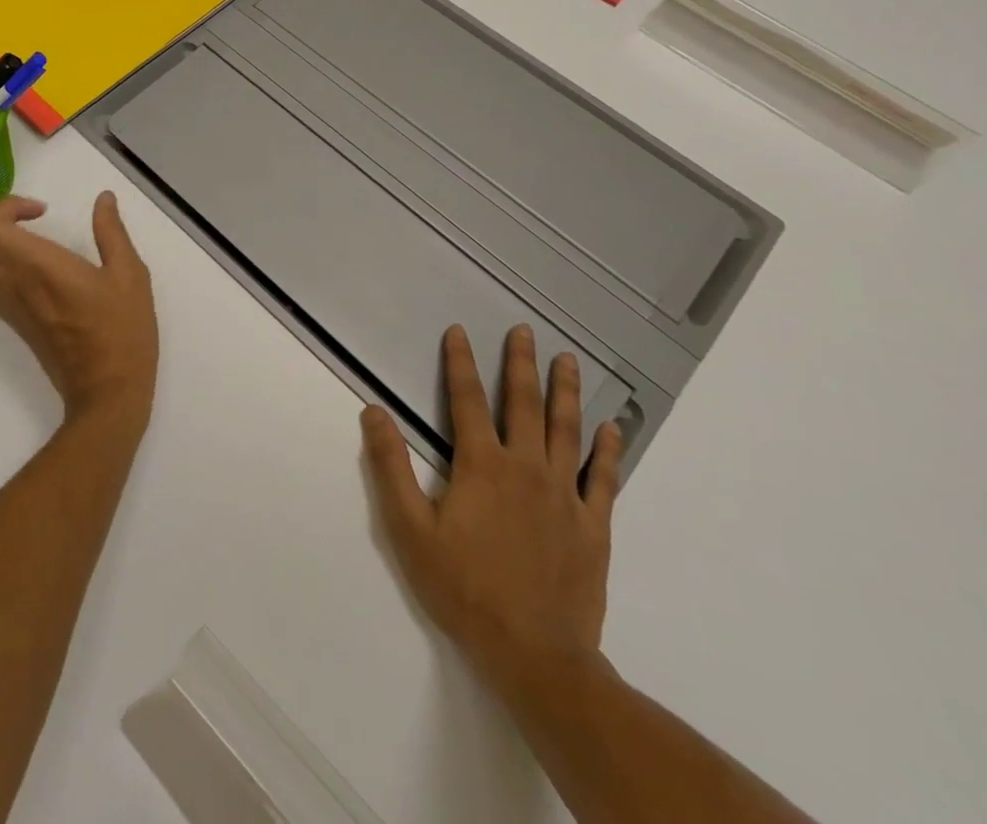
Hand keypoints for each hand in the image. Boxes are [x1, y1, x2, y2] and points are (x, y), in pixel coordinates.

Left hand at [0, 192, 157, 428]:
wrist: (107, 393)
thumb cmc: (122, 332)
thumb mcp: (130, 275)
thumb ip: (112, 232)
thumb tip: (103, 199)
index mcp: (39, 267)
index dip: (5, 206)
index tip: (41, 210)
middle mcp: (12, 284)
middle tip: (17, 217)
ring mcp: (7, 306)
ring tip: (15, 235)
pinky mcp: (11, 321)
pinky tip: (21, 260)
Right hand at [361, 324, 623, 699]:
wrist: (537, 656)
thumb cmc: (465, 589)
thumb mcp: (410, 529)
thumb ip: (390, 467)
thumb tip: (373, 412)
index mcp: (481, 465)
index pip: (467, 400)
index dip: (460, 363)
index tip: (459, 331)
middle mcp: (525, 468)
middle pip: (524, 404)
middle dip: (522, 363)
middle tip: (526, 330)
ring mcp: (564, 496)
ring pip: (567, 430)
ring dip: (566, 391)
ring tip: (568, 359)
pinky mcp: (592, 525)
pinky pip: (603, 478)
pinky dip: (608, 450)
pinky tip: (613, 428)